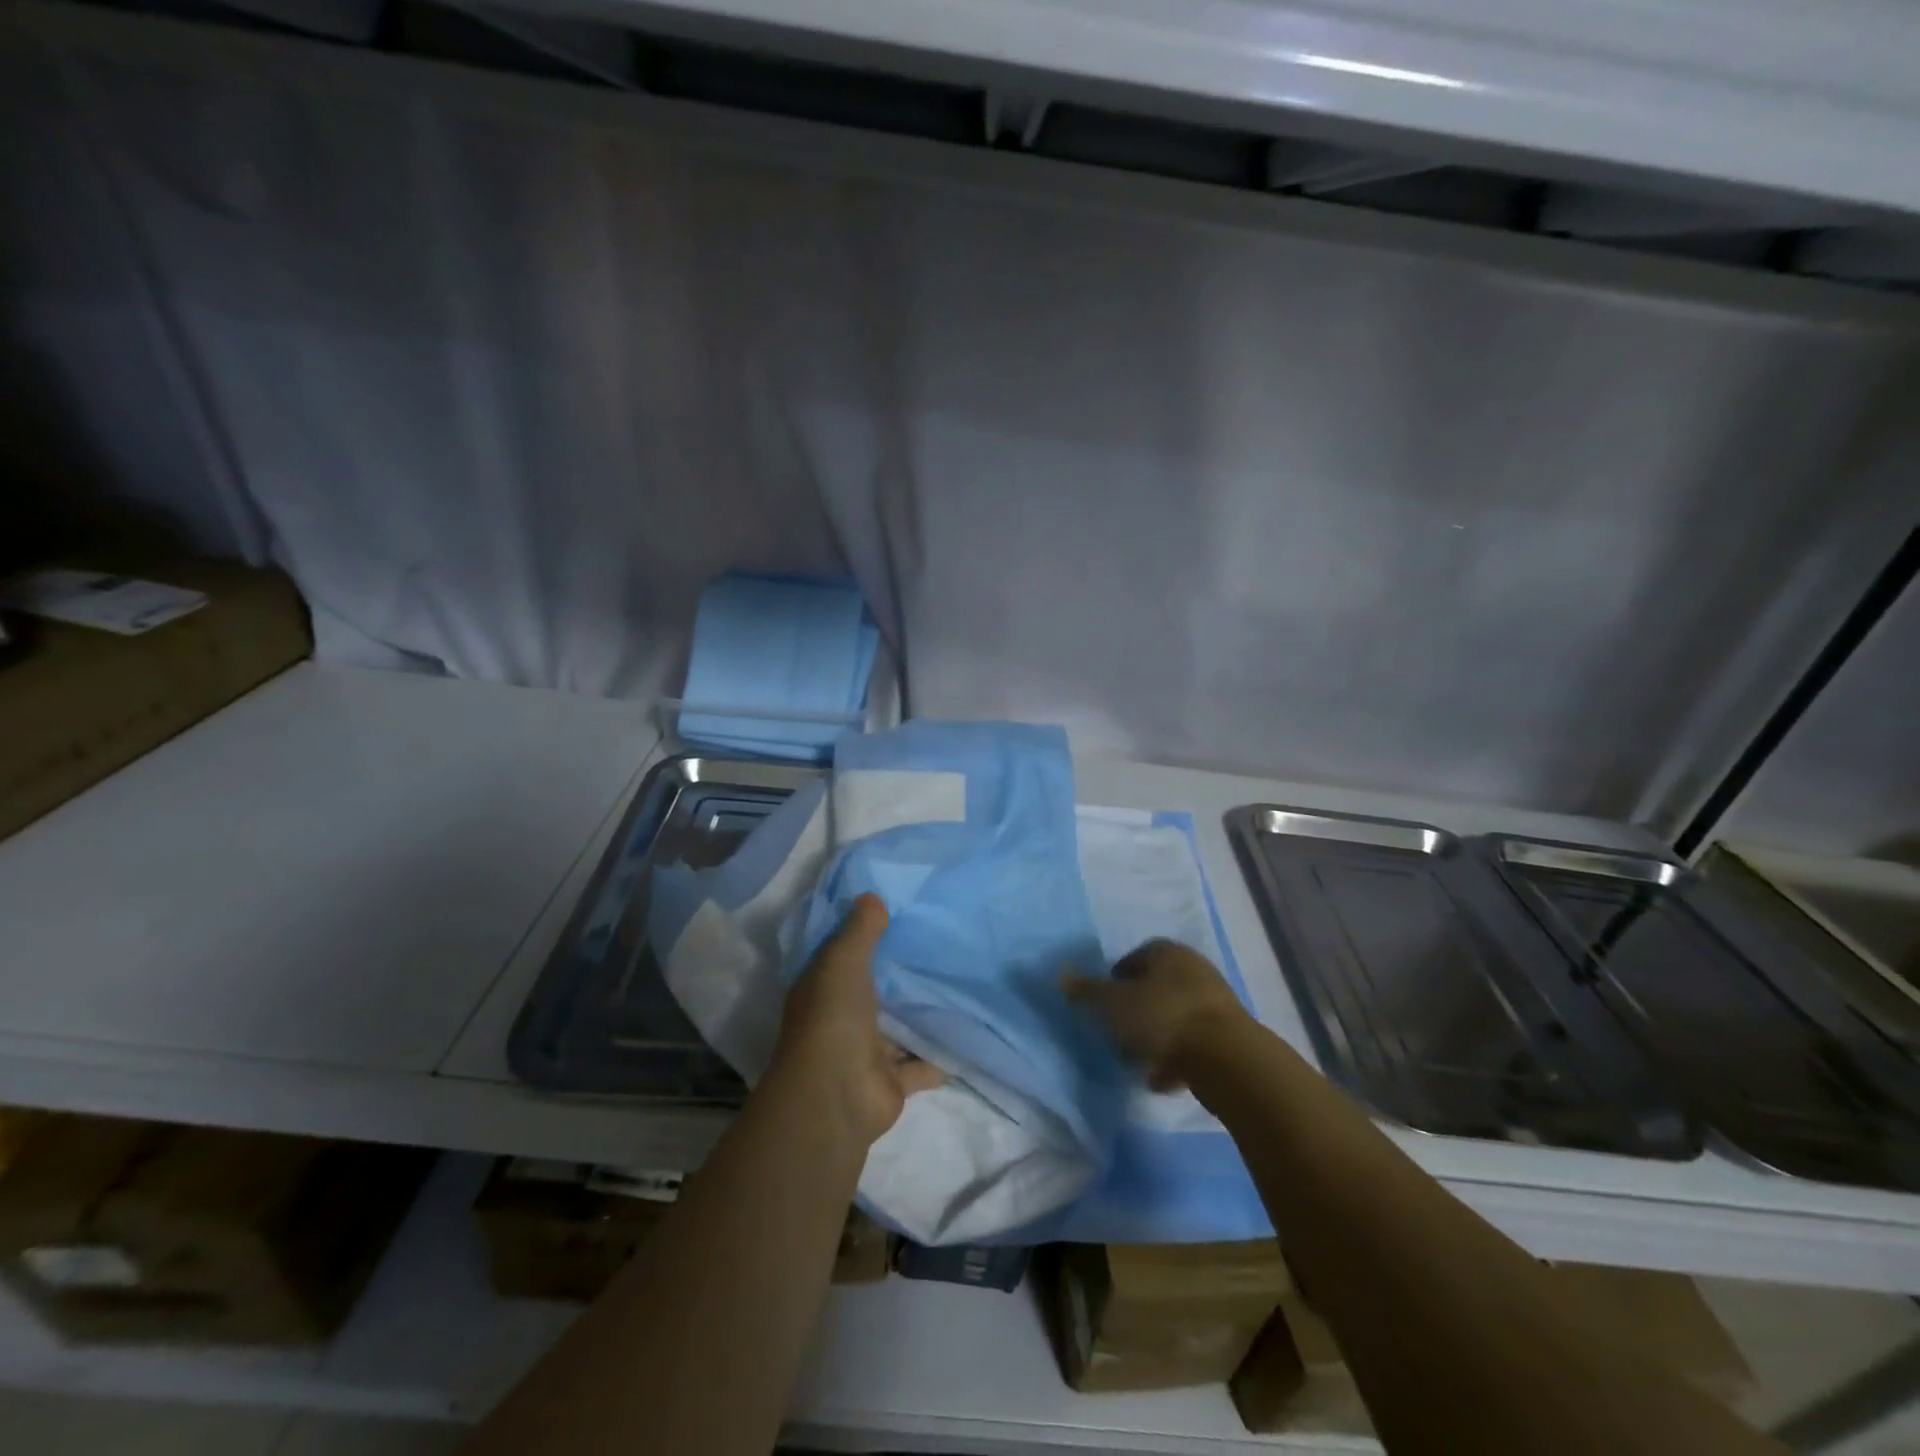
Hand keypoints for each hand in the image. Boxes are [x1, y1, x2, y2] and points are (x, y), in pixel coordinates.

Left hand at [773, 894, 943, 1145]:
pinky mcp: (893, 1081)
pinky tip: (969, 1030)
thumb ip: (860, 929)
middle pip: (875, 990)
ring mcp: (868, 1052)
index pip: (843, 955)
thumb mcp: (843, 960)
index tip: (897, 912)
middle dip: (900, 973)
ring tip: (961, 982)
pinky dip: (941, 1053)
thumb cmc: (833, 1018)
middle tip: (939, 943)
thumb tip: (873, 896)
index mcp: (824, 988)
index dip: (864, 935)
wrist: (837, 1096)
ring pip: (899, 1026)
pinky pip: (923, 1062)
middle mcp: (843, 1018)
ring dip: (921, 1013)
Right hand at [1064, 939, 1248, 1089]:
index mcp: (1168, 953)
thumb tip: (1061, 976)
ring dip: (1157, 1035)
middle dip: (1137, 1006)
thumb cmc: (1163, 1017)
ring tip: (1136, 1060)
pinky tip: (1159, 1080)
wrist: (1227, 1058)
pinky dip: (1176, 1058)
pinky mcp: (1230, 1036)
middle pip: (1158, 985)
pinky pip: (1194, 1043)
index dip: (1118, 975)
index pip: (1138, 955)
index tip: (1104, 999)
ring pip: (1176, 1015)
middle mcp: (1195, 969)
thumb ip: (1087, 991)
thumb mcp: (1113, 1004)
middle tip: (1117, 1028)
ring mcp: (1216, 1003)